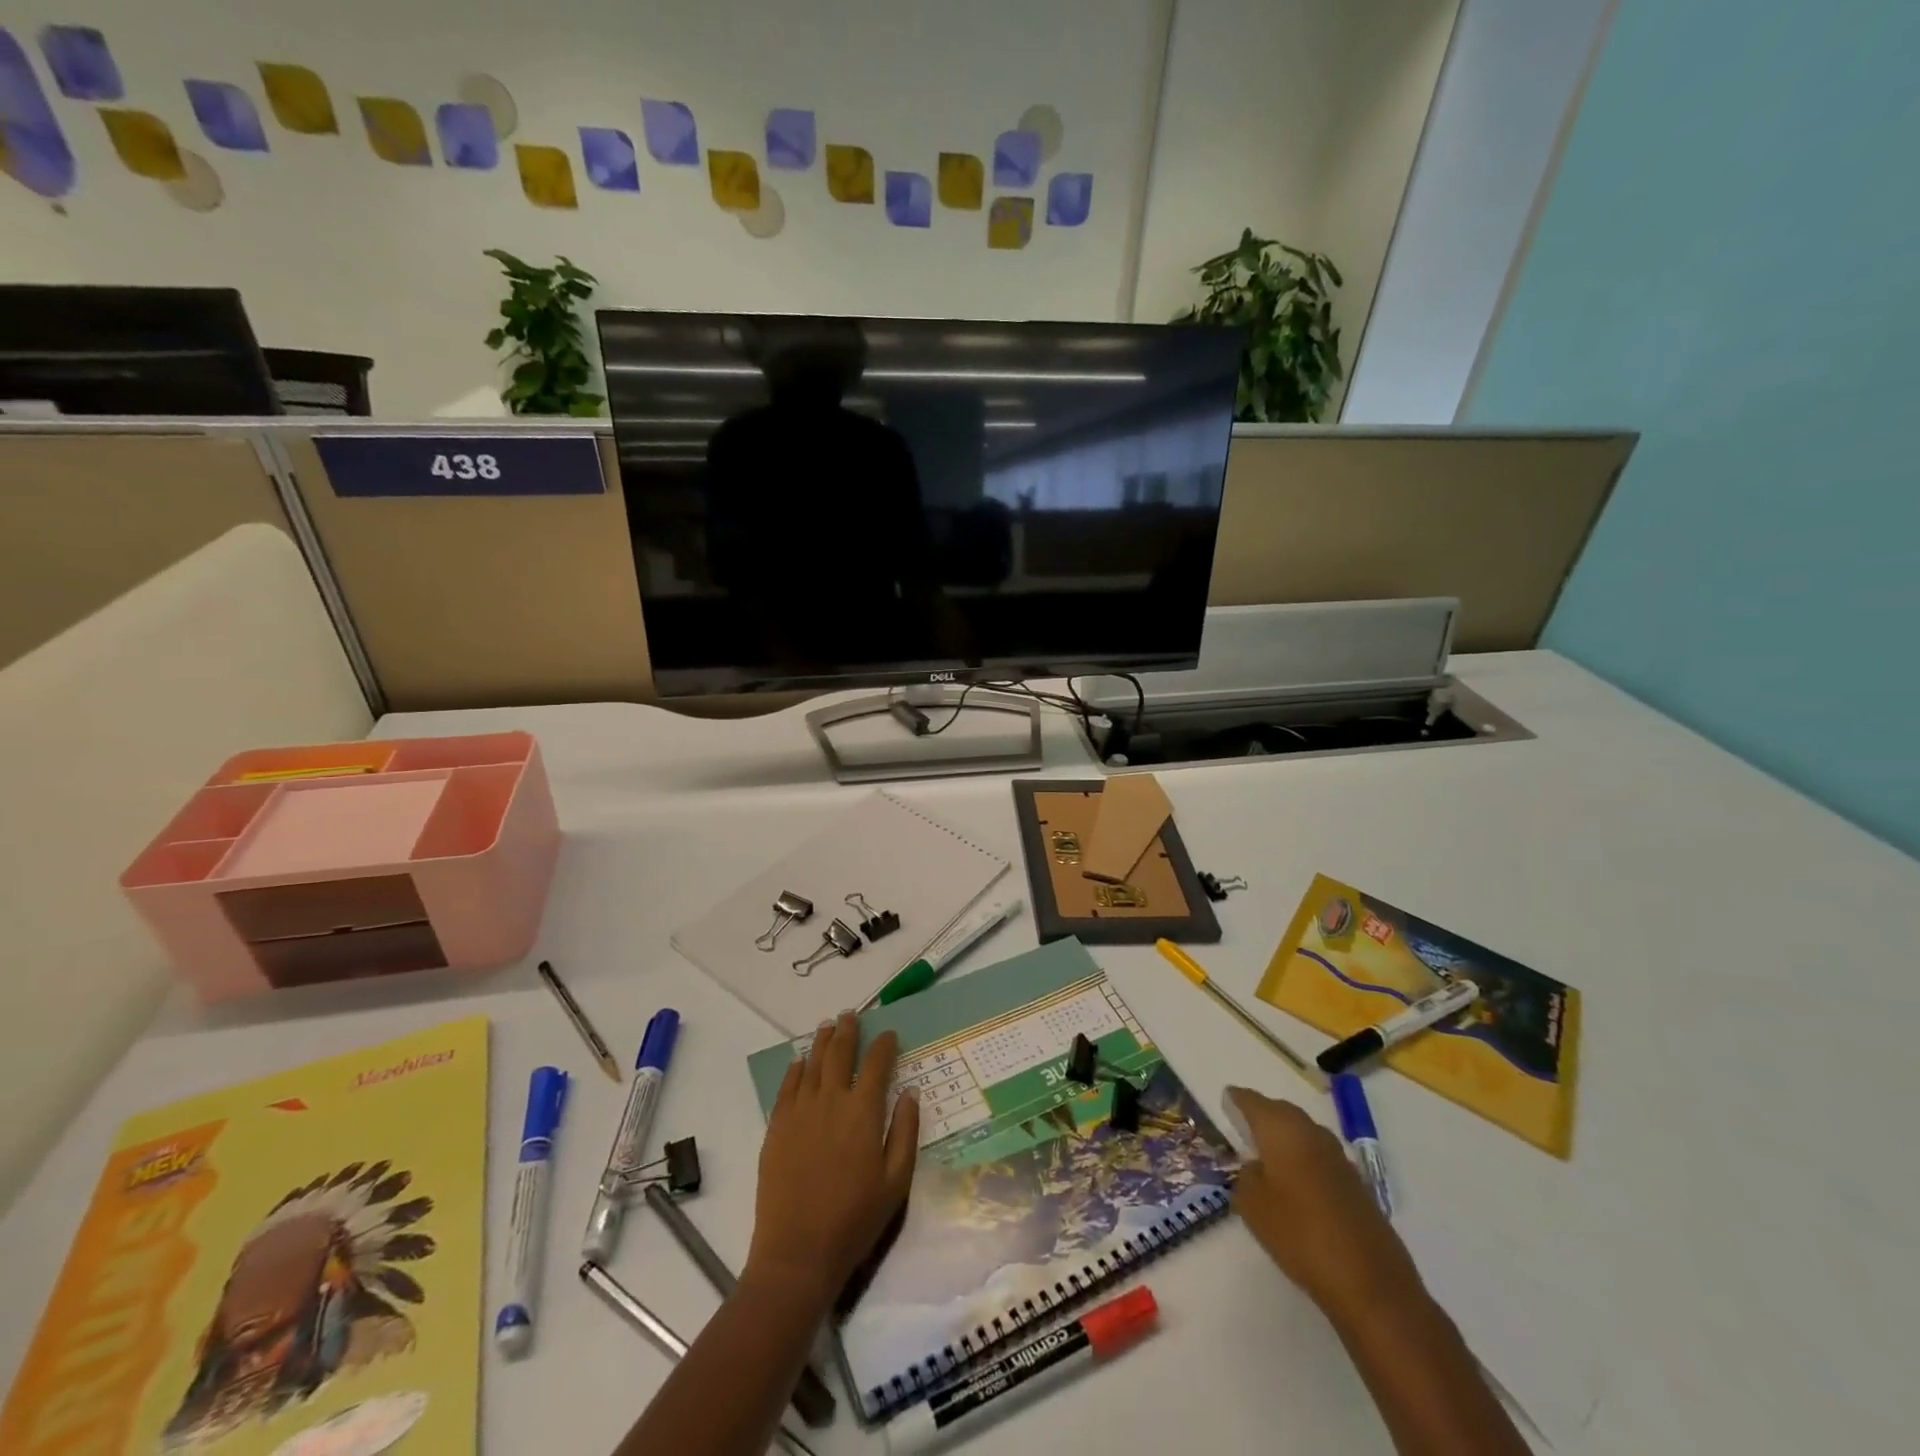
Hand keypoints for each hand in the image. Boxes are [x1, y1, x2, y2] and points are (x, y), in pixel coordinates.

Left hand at [746, 1013, 919, 1302]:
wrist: (798, 1252)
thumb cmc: (855, 1219)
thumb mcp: (896, 1181)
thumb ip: (905, 1131)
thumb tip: (910, 1091)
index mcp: (863, 1111)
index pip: (877, 1064)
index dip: (884, 1045)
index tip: (889, 1034)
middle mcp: (831, 1100)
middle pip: (840, 1053)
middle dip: (848, 1031)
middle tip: (851, 1015)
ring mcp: (800, 1111)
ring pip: (812, 1063)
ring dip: (822, 1041)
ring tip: (827, 1025)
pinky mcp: (777, 1126)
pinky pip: (787, 1086)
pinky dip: (796, 1068)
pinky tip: (800, 1061)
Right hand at [1227, 1086, 1425, 1328]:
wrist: (1369, 1281)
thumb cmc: (1299, 1234)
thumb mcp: (1252, 1206)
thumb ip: (1246, 1177)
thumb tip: (1256, 1166)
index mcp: (1282, 1129)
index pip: (1252, 1101)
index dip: (1237, 1099)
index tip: (1226, 1098)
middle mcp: (1311, 1133)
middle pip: (1282, 1111)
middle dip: (1263, 1113)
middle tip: (1245, 1123)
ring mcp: (1338, 1157)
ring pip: (1304, 1133)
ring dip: (1287, 1137)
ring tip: (1269, 1152)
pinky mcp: (1356, 1183)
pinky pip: (1320, 1157)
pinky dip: (1305, 1159)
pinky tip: (1297, 1180)